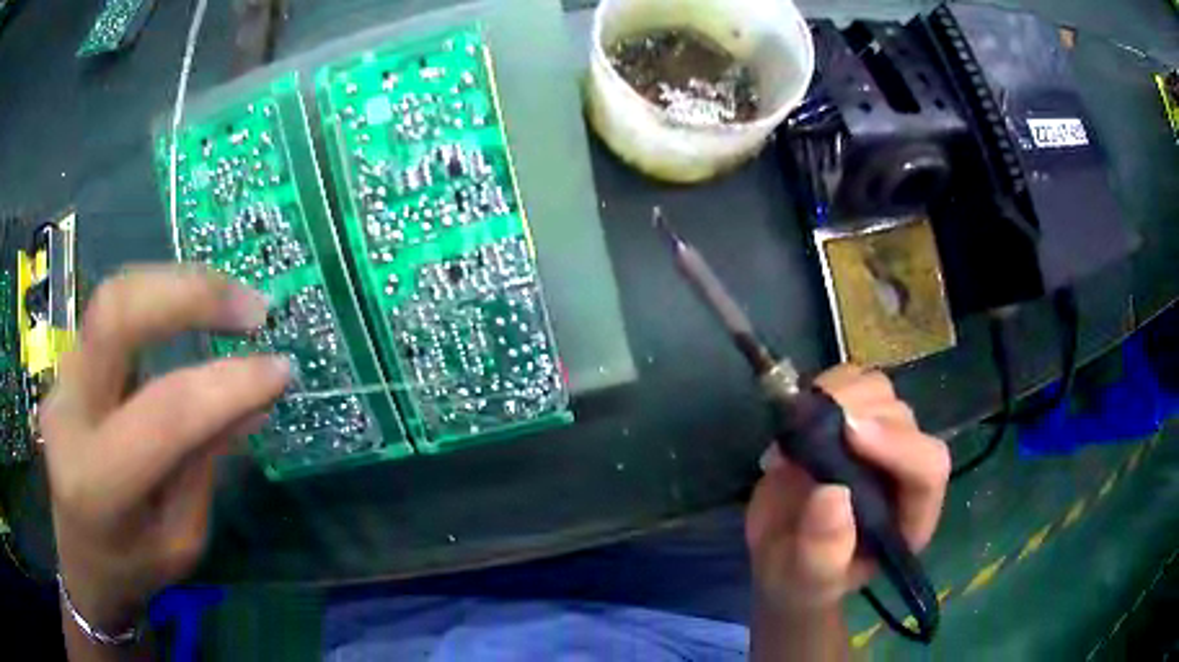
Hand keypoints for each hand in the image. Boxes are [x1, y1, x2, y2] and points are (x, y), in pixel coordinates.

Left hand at [41, 265, 290, 631]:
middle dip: (189, 294)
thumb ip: (204, 464)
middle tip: (252, 307)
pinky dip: (157, 301)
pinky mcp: (66, 363)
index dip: (227, 385)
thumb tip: (253, 399)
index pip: (164, 414)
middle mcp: (68, 414)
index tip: (281, 370)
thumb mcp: (181, 539)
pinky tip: (187, 312)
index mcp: (99, 483)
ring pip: (113, 298)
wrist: (80, 559)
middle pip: (116, 315)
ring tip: (228, 300)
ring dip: (176, 287)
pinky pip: (112, 313)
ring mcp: (61, 378)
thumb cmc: (133, 567)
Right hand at [745, 364, 949, 613]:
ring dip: (841, 392)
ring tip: (802, 421)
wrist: (782, 559)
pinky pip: (848, 382)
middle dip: (860, 412)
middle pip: (902, 418)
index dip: (898, 444)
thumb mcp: (809, 580)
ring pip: (879, 390)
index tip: (850, 433)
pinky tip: (798, 413)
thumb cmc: (802, 580)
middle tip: (811, 425)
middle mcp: (902, 469)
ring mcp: (875, 440)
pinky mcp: (847, 421)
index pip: (928, 467)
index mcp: (910, 515)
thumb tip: (832, 494)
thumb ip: (823, 551)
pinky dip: (823, 386)